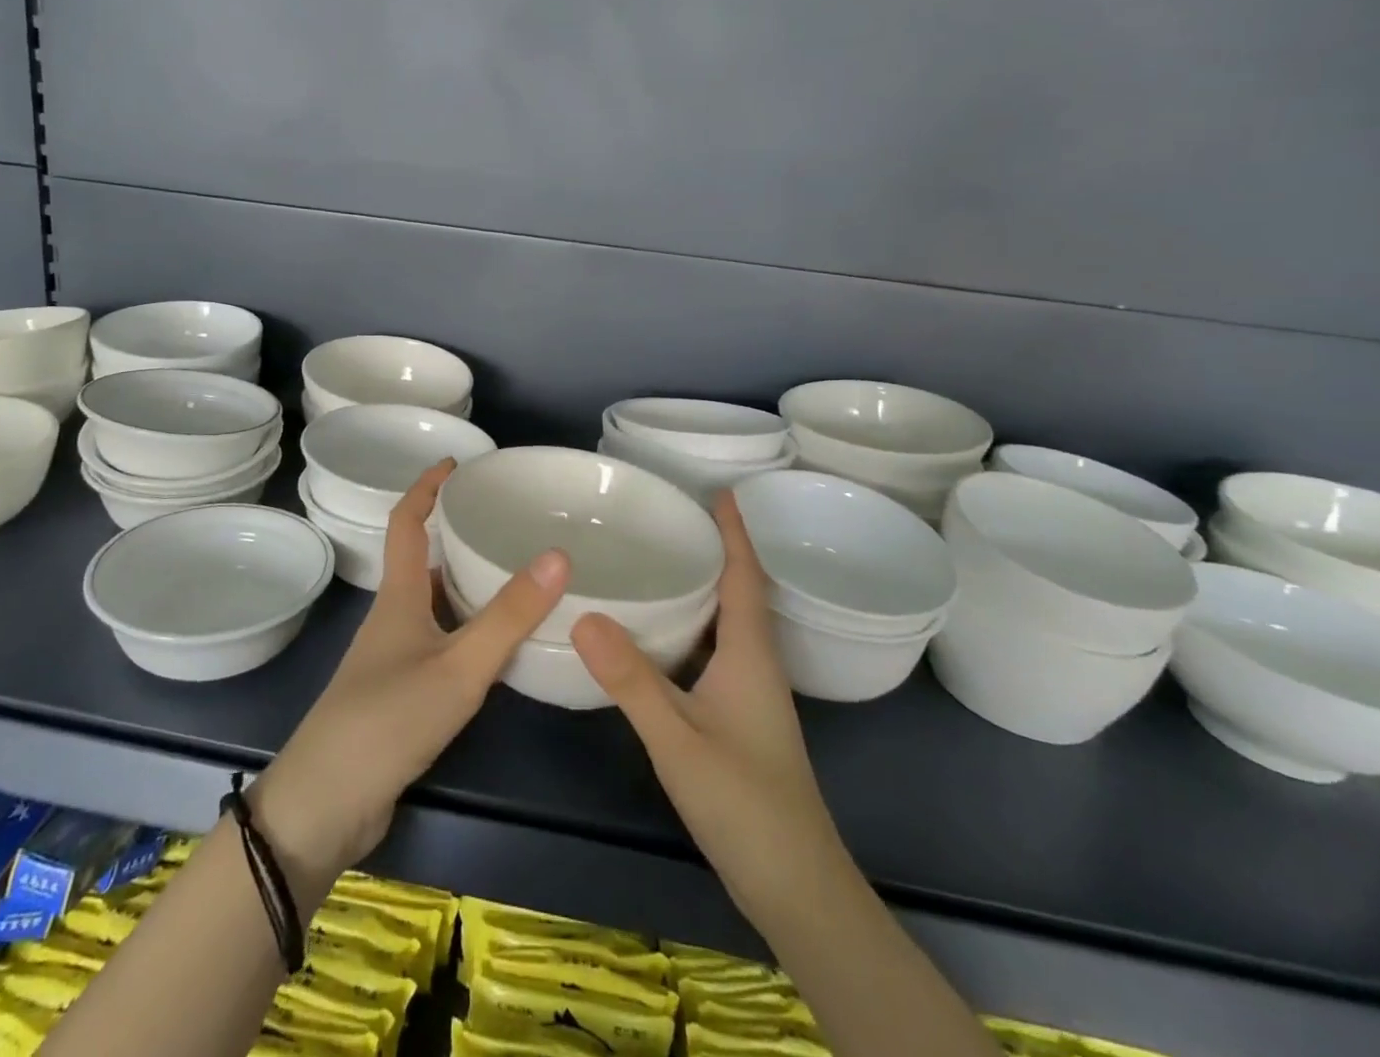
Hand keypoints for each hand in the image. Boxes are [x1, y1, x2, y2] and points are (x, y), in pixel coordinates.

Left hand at [252, 459, 569, 901]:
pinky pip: (438, 642)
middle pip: (421, 560)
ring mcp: (392, 659)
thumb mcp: (458, 667)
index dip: (426, 487)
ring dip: (463, 582)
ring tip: (512, 572)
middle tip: (502, 520)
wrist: (324, 807)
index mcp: (398, 598)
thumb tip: (558, 554)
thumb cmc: (387, 722)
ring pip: (432, 603)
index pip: (406, 522)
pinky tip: (496, 645)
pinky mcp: (398, 694)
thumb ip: (508, 616)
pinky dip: (465, 628)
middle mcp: (392, 619)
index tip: (455, 462)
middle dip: (454, 533)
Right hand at [572, 488, 840, 945]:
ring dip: (705, 586)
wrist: (796, 888)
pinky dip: (694, 625)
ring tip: (663, 559)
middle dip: (715, 549)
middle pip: (740, 590)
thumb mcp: (677, 737)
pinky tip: (661, 633)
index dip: (735, 531)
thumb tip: (583, 614)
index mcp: (751, 653)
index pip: (745, 575)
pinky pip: (716, 650)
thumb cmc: (744, 804)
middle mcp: (756, 664)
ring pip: (728, 622)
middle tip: (673, 516)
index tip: (721, 490)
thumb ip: (631, 679)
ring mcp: (750, 694)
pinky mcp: (739, 717)